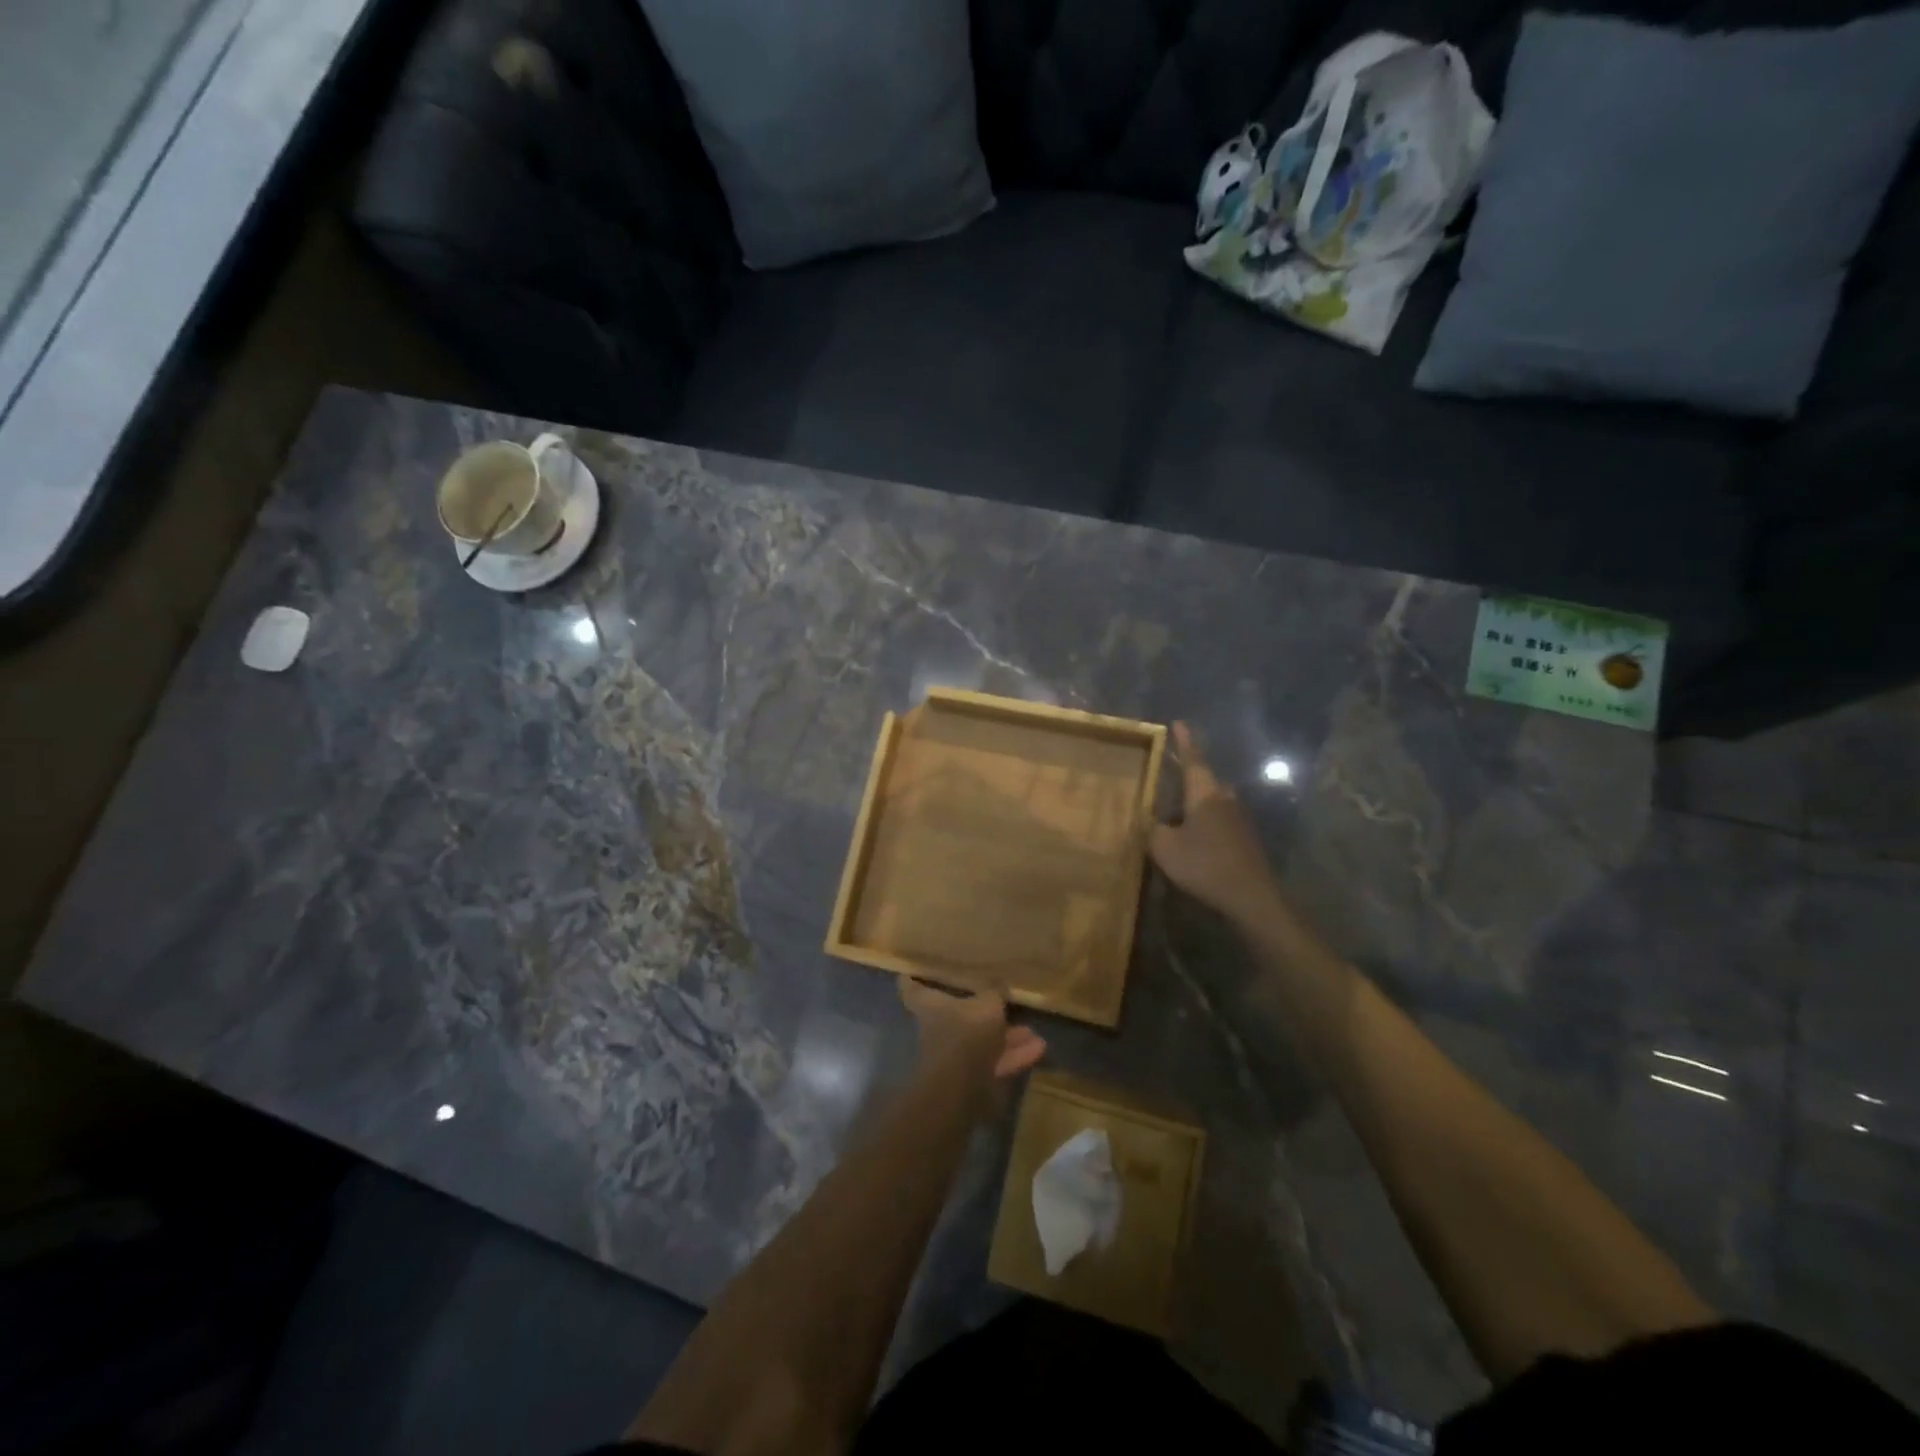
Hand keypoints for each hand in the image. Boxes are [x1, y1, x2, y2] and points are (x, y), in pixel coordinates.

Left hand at [899, 979, 1046, 1080]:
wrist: (962, 1087)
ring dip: (1008, 1037)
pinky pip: (995, 1062)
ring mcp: (956, 1057)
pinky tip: (1039, 1049)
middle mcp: (939, 1030)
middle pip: (958, 1016)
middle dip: (982, 1012)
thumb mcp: (987, 1003)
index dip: (912, 977)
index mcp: (930, 1006)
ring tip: (1032, 1031)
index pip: (912, 987)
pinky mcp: (973, 1079)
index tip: (913, 969)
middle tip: (1001, 1002)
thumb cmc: (966, 1033)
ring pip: (983, 1042)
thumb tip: (998, 987)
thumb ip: (994, 993)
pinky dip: (1015, 1056)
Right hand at [1150, 722, 1281, 923]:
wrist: (1250, 895)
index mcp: (1204, 793)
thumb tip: (1155, 824)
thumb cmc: (1204, 864)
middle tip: (1170, 773)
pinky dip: (1204, 822)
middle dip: (1188, 775)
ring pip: (1212, 801)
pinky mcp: (1244, 838)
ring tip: (1175, 813)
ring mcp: (1238, 818)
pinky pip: (1219, 820)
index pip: (1193, 759)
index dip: (1184, 742)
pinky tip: (1193, 839)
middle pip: (1205, 779)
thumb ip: (1154, 831)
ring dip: (1195, 803)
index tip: (1179, 723)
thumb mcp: (1165, 848)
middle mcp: (1224, 798)